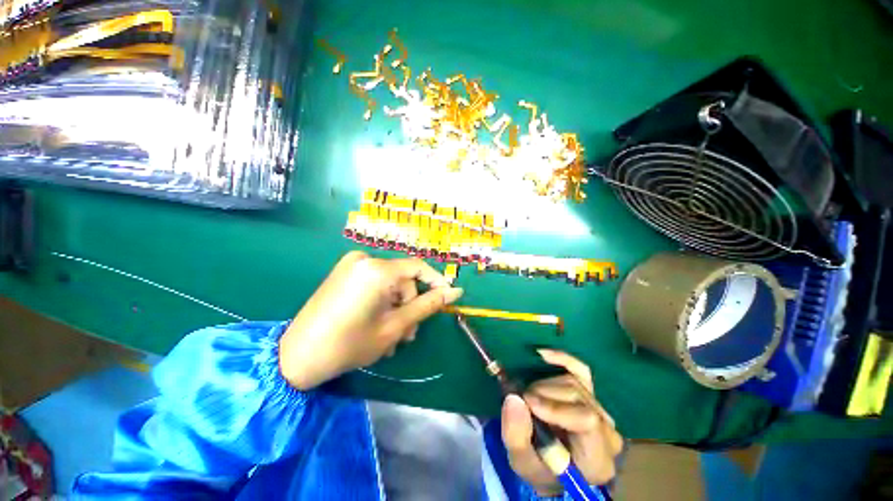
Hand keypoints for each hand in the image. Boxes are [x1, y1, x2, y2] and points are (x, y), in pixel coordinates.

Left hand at [280, 251, 462, 389]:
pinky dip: (381, 302)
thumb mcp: (396, 326)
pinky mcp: (343, 273)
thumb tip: (455, 291)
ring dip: (395, 308)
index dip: (436, 282)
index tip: (446, 298)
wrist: (296, 357)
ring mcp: (351, 265)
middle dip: (409, 306)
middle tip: (406, 335)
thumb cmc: (349, 344)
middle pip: (403, 279)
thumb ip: (428, 305)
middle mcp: (364, 259)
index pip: (418, 267)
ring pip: (390, 284)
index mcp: (377, 270)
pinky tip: (376, 324)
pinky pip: (375, 283)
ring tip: (389, 337)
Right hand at [502, 349, 623, 495]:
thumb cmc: (539, 469)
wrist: (552, 468)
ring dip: (544, 384)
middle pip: (577, 397)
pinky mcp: (592, 395)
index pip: (588, 421)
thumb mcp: (521, 462)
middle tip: (522, 401)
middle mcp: (608, 433)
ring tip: (529, 397)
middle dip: (543, 394)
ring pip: (573, 381)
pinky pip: (581, 370)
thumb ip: (516, 436)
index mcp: (598, 459)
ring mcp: (602, 411)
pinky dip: (562, 358)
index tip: (528, 402)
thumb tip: (514, 398)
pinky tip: (543, 354)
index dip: (556, 407)